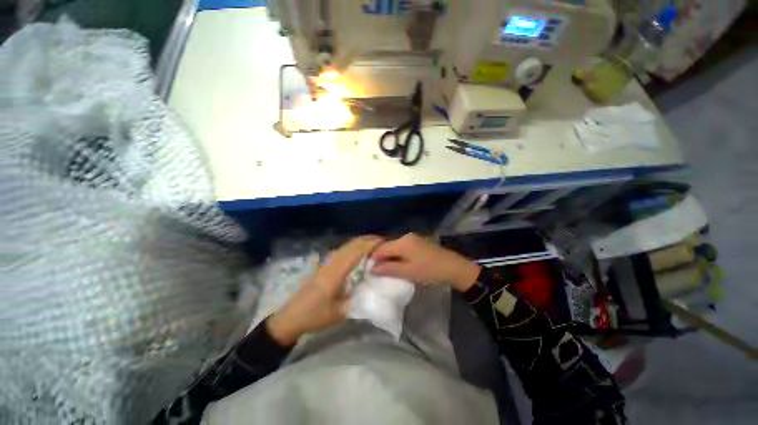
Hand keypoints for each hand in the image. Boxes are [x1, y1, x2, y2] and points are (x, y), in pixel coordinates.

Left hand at [267, 236, 384, 345]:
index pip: (357, 251)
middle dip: (369, 240)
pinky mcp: (325, 265)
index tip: (385, 243)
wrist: (291, 317)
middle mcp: (332, 262)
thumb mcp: (340, 312)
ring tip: (376, 246)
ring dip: (362, 242)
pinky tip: (360, 253)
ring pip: (347, 245)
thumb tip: (375, 289)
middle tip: (385, 243)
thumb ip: (359, 299)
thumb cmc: (316, 316)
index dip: (371, 244)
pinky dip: (354, 247)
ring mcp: (327, 262)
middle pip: (352, 244)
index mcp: (337, 271)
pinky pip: (343, 250)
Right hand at [370, 233, 479, 291]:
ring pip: (395, 247)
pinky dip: (398, 255)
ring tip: (388, 270)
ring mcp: (413, 238)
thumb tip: (372, 268)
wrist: (453, 267)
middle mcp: (406, 237)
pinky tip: (400, 264)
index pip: (381, 248)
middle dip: (382, 258)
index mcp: (402, 242)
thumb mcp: (408, 272)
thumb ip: (388, 269)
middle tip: (378, 271)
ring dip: (390, 257)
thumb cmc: (429, 270)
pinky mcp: (418, 242)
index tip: (369, 269)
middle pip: (387, 246)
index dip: (373, 258)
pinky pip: (403, 247)